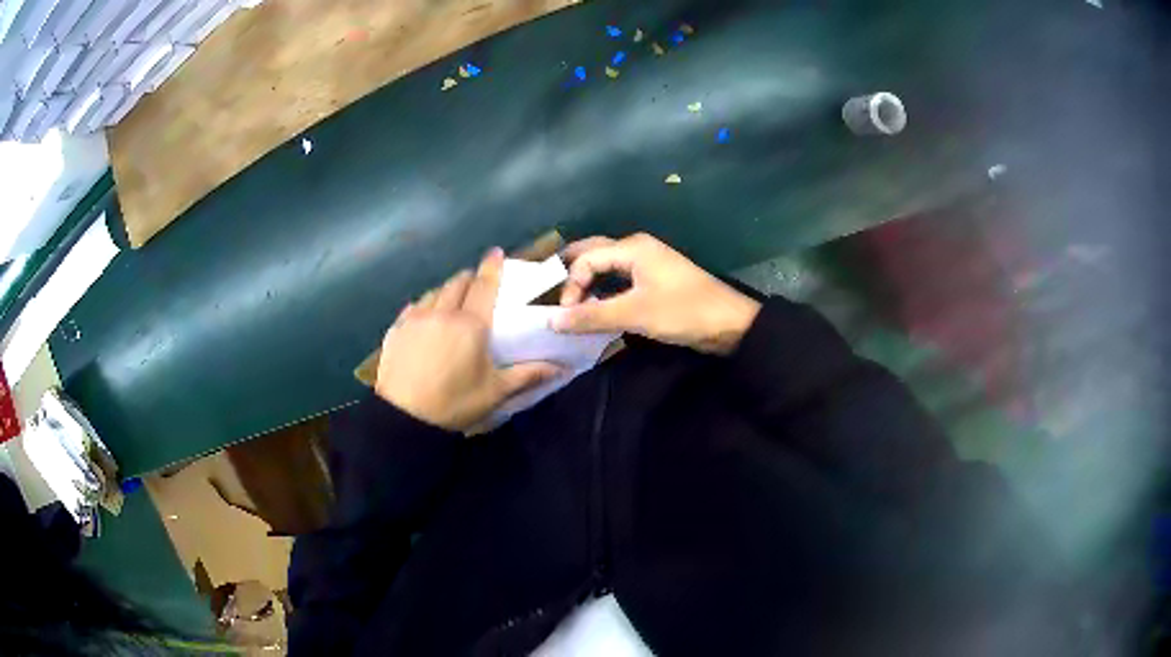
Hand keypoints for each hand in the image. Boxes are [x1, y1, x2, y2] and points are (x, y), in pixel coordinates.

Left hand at [375, 249, 559, 430]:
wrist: (404, 418)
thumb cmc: (454, 403)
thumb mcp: (495, 392)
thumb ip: (527, 374)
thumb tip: (560, 368)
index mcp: (470, 324)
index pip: (484, 285)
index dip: (492, 267)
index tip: (497, 253)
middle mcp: (442, 313)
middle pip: (457, 283)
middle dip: (470, 278)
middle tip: (478, 284)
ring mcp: (415, 319)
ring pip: (434, 292)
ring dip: (447, 290)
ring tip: (452, 300)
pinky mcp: (396, 330)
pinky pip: (414, 307)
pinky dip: (424, 305)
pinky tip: (425, 316)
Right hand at [554, 233, 760, 354]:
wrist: (730, 324)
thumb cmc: (683, 312)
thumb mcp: (634, 314)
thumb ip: (591, 316)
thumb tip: (551, 321)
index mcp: (632, 247)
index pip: (585, 259)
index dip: (570, 286)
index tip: (565, 315)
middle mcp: (636, 248)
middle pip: (593, 254)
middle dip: (571, 274)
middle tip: (553, 297)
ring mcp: (647, 264)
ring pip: (606, 267)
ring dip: (588, 283)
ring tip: (570, 306)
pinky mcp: (655, 281)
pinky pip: (620, 280)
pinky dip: (604, 291)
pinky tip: (596, 309)